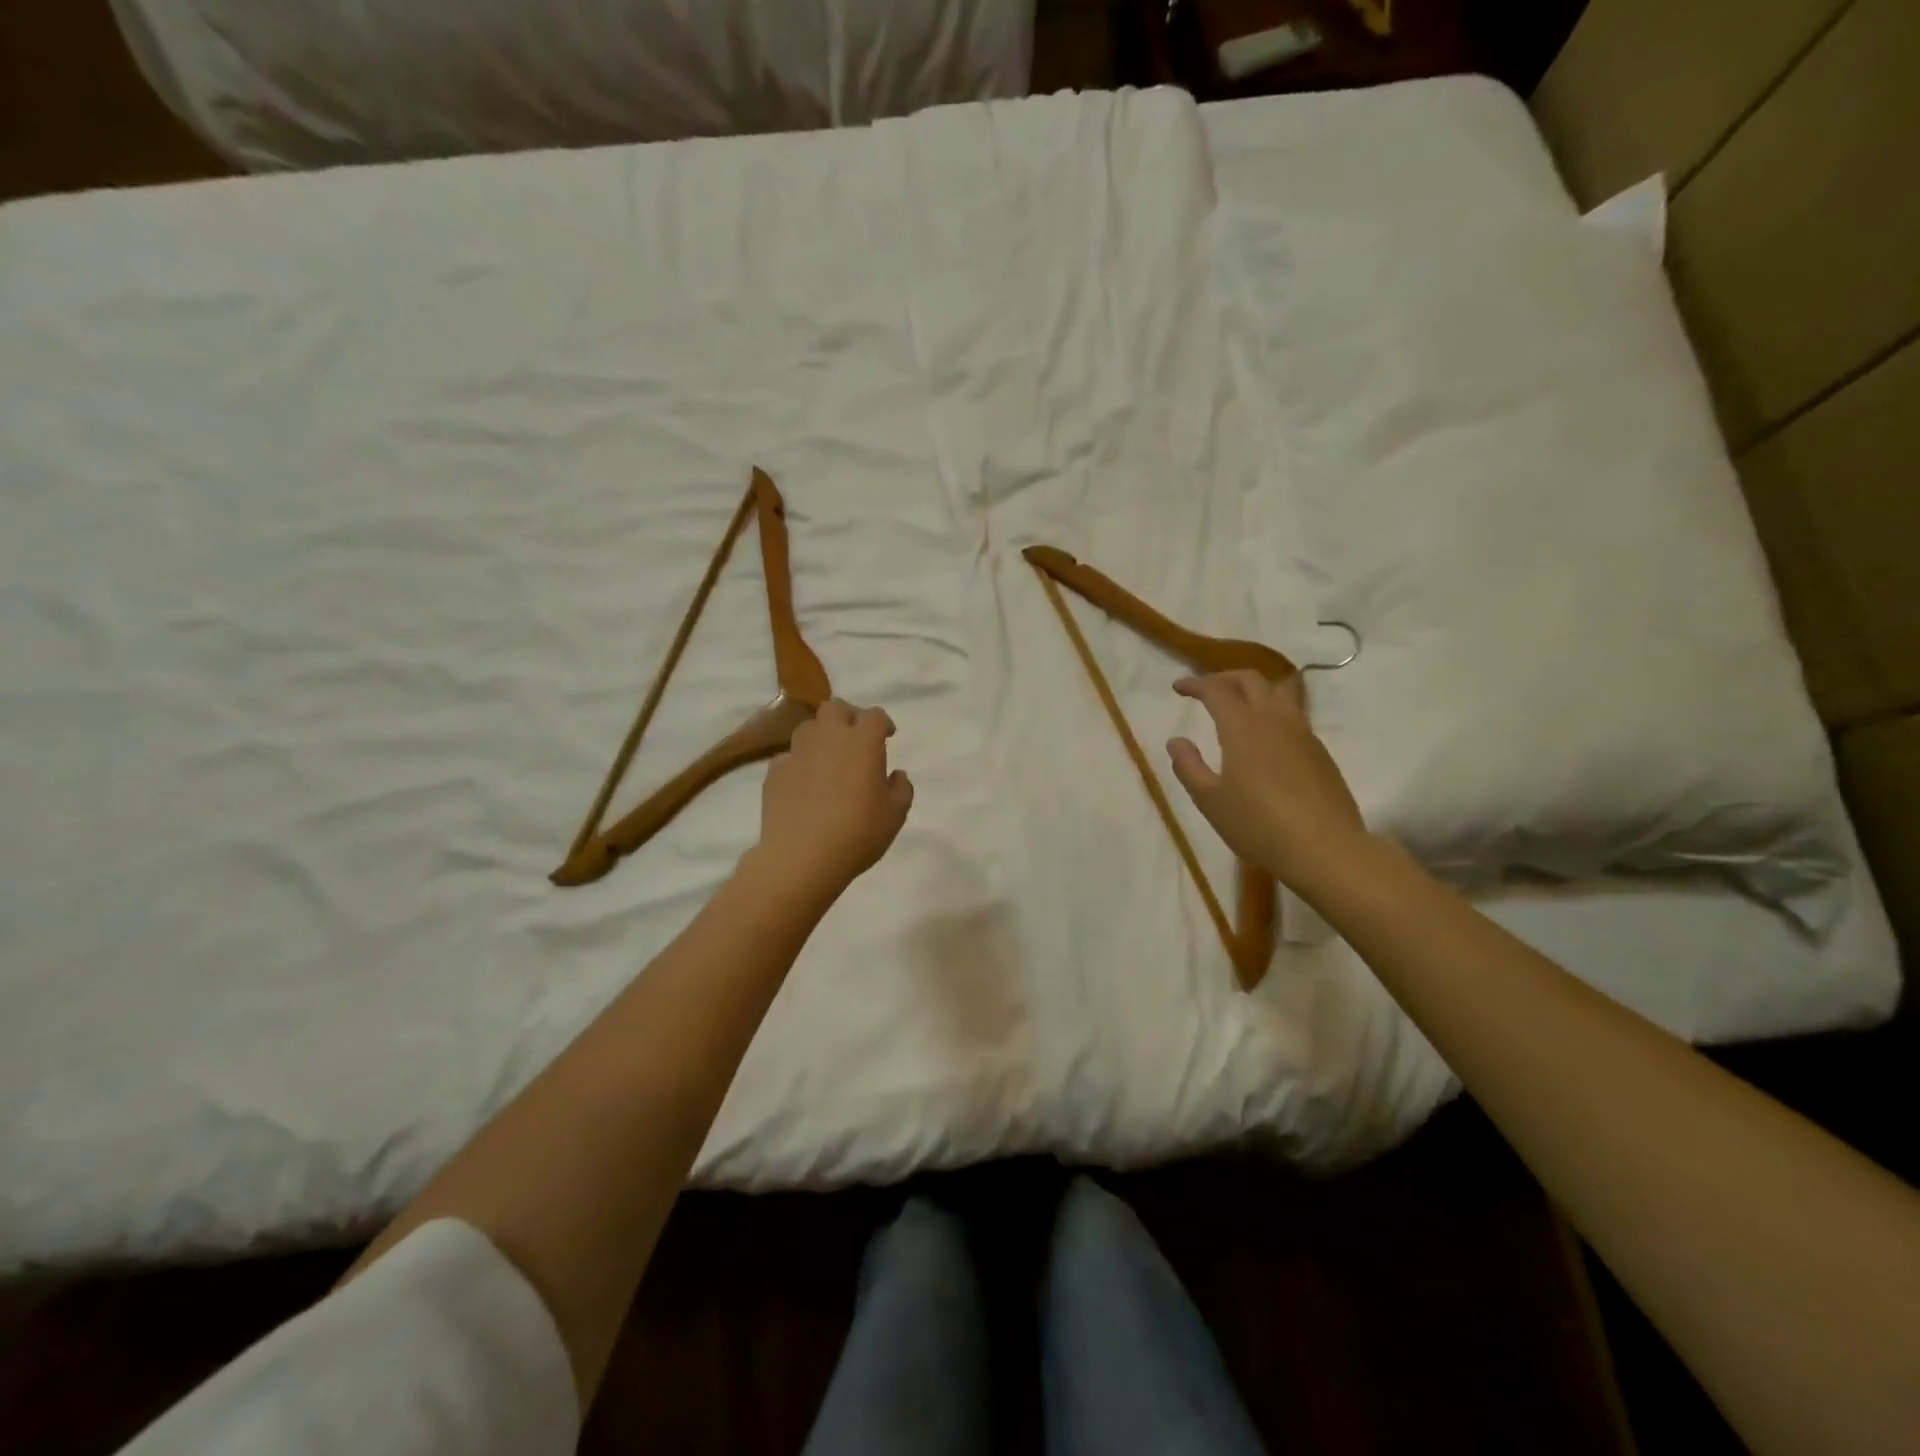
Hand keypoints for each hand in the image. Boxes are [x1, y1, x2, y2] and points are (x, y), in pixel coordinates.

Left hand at [754, 699, 913, 899]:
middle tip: (855, 738)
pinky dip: (799, 762)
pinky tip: (804, 783)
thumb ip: (901, 789)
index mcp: (862, 742)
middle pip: (836, 708)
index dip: (883, 723)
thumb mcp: (895, 815)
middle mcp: (828, 737)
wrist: (802, 857)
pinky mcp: (774, 772)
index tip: (887, 736)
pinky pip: (789, 756)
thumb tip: (896, 775)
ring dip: (821, 735)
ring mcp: (797, 752)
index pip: (874, 716)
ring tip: (828, 758)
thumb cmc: (857, 833)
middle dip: (848, 717)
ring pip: (808, 727)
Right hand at [1167, 671, 1368, 891]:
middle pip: (1251, 679)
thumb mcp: (1210, 800)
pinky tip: (1265, 735)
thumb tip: (1176, 741)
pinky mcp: (1320, 751)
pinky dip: (1273, 710)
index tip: (1178, 687)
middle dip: (1225, 678)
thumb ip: (1189, 767)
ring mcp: (1303, 733)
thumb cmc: (1258, 825)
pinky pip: (1294, 714)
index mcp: (1242, 726)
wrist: (1325, 849)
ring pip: (1279, 691)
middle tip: (1207, 690)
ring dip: (1255, 688)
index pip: (1216, 690)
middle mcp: (1274, 719)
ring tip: (1239, 702)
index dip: (1195, 684)